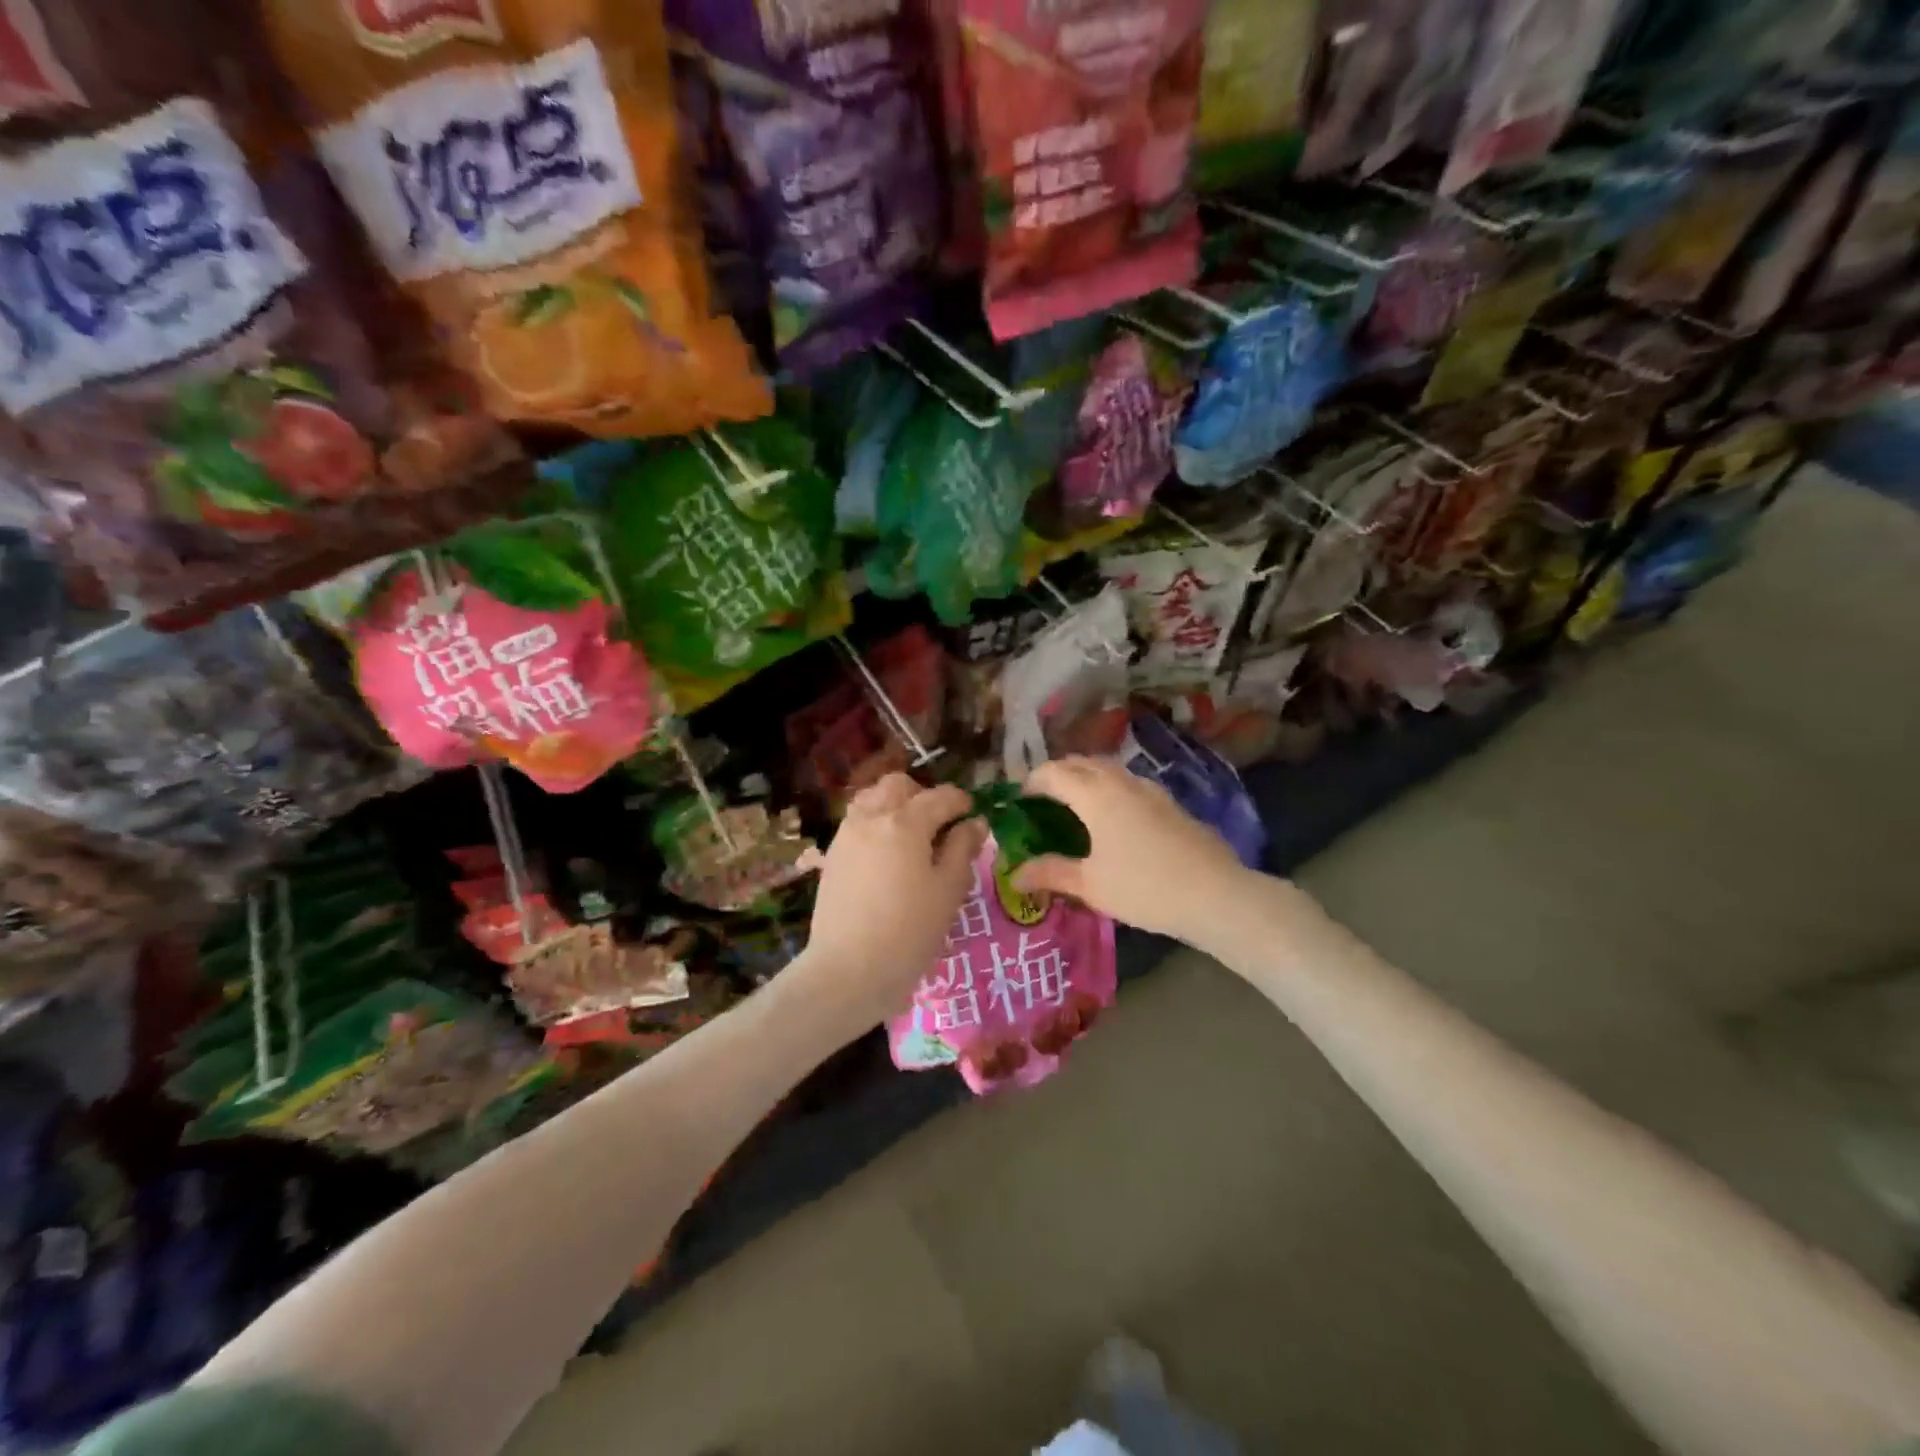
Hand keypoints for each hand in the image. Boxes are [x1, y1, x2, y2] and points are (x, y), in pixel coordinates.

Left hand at [799, 774, 988, 1024]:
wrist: (848, 970)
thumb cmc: (909, 932)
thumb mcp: (949, 890)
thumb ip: (962, 849)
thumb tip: (974, 823)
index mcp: (905, 821)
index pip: (941, 796)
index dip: (962, 802)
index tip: (974, 817)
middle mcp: (872, 817)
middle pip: (899, 785)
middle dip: (923, 795)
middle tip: (940, 825)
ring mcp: (846, 834)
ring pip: (872, 798)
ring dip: (895, 805)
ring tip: (912, 838)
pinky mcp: (833, 855)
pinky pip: (857, 822)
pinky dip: (876, 824)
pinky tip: (888, 856)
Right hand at [1014, 756, 1252, 941]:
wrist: (1214, 894)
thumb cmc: (1143, 887)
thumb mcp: (1090, 885)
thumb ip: (1050, 873)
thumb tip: (1013, 875)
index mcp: (1094, 795)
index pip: (1053, 772)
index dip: (1032, 781)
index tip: (1021, 799)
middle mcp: (1120, 781)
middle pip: (1081, 762)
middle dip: (1058, 774)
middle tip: (1044, 799)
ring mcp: (1150, 789)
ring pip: (1108, 769)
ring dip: (1086, 777)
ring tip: (1076, 805)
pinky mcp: (1170, 801)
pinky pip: (1129, 782)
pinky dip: (1110, 788)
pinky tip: (1115, 818)